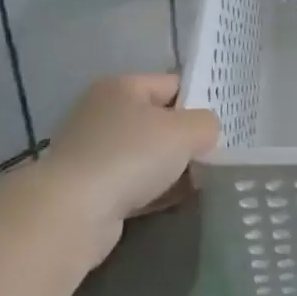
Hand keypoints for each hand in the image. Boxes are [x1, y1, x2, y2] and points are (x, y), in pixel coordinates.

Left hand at [39, 74, 219, 264]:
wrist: (73, 212)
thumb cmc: (130, 156)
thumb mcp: (184, 131)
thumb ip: (206, 124)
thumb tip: (206, 132)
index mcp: (121, 87)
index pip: (172, 84)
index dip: (200, 100)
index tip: (223, 124)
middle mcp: (102, 113)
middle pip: (158, 120)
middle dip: (186, 138)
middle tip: (216, 153)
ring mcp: (93, 152)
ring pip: (147, 155)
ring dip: (172, 167)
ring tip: (203, 180)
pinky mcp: (91, 189)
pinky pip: (134, 184)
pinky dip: (156, 190)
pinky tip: (178, 199)